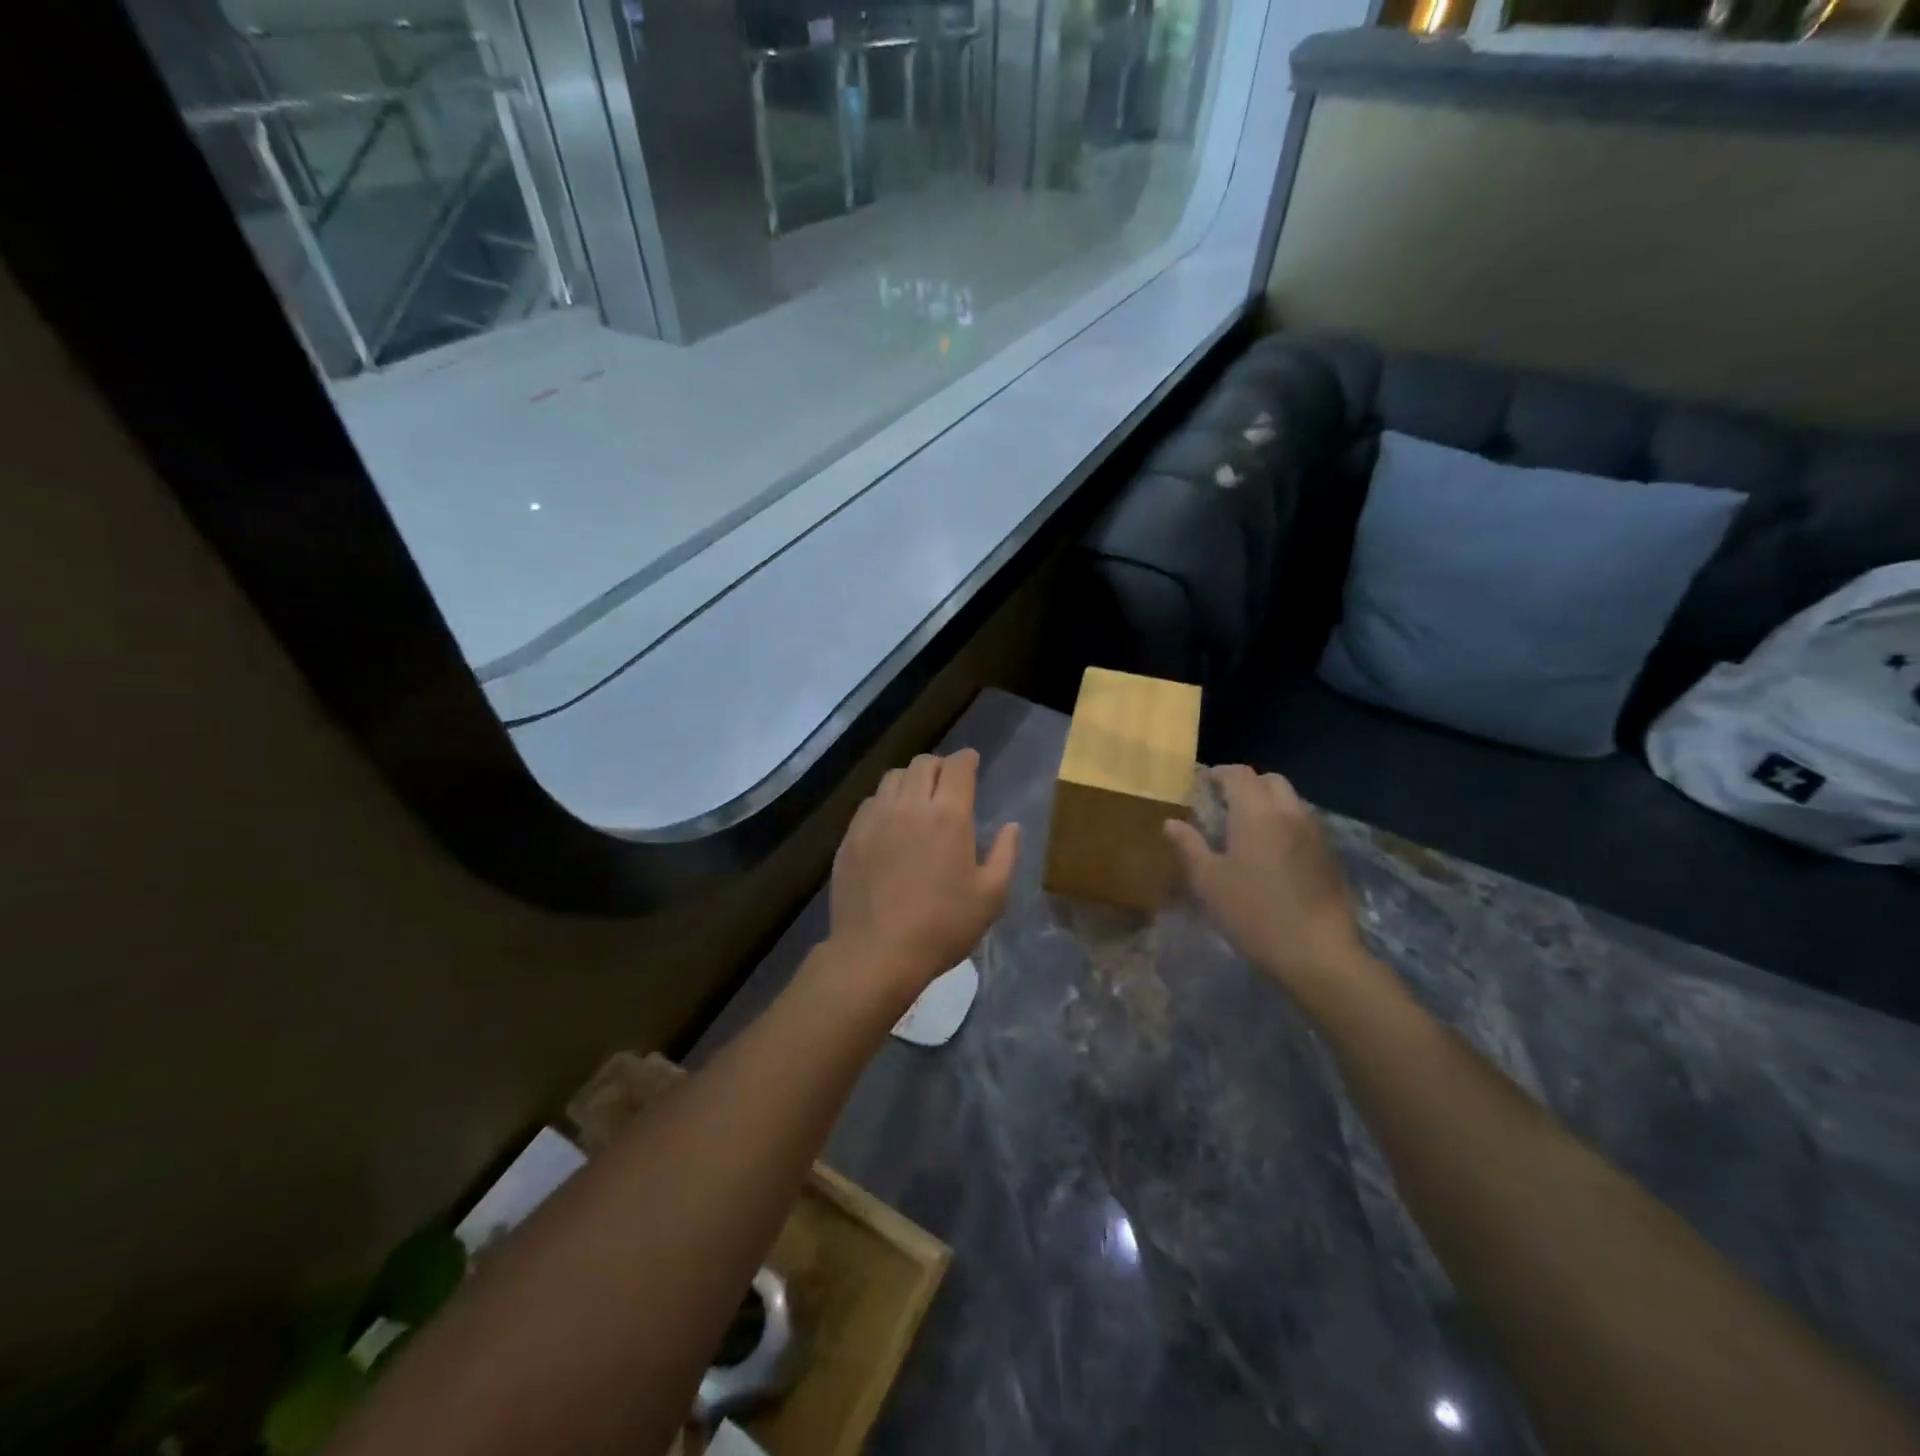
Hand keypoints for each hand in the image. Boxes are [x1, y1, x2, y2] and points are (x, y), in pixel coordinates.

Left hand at [827, 749, 1019, 1007]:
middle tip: (948, 783)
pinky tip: (890, 823)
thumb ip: (1005, 855)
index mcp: (948, 814)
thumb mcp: (991, 897)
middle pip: (923, 764)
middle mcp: (909, 805)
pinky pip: (870, 802)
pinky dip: (886, 802)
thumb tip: (1011, 827)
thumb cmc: (942, 926)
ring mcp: (875, 818)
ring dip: (910, 780)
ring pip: (893, 778)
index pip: (957, 766)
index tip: (972, 764)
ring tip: (917, 799)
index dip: (967, 759)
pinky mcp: (851, 836)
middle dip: (939, 766)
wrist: (876, 952)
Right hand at [1164, 766, 1366, 1005]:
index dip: (1218, 774)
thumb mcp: (1208, 882)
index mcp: (1256, 812)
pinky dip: (1285, 826)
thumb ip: (1189, 846)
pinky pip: (1304, 825)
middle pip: (1270, 781)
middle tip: (1224, 805)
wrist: (1318, 953)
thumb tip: (1171, 822)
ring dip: (1268, 804)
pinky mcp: (1330, 857)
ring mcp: (1315, 834)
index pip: (1238, 774)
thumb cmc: (1253, 913)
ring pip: (1291, 802)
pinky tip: (1272, 855)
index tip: (1201, 785)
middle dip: (1247, 785)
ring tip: (1247, 831)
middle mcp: (1290, 813)